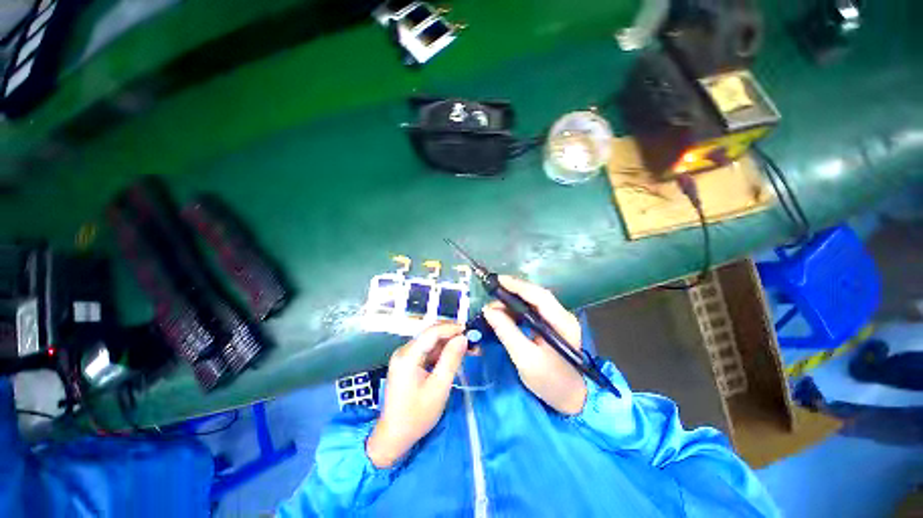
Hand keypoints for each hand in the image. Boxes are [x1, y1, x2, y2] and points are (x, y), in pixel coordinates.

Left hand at [366, 324, 467, 467]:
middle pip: (431, 335)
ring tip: (469, 349)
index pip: (432, 332)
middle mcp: (404, 351)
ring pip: (431, 342)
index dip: (452, 328)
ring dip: (450, 344)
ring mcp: (405, 356)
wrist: (394, 436)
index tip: (470, 331)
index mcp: (408, 356)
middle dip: (453, 335)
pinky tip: (455, 356)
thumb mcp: (439, 388)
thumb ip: (451, 360)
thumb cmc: (417, 415)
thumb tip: (462, 338)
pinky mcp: (408, 363)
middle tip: (473, 341)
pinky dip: (442, 352)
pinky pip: (428, 351)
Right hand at [482, 276, 587, 414]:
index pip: (539, 296)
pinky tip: (506, 313)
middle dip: (513, 291)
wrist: (572, 399)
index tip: (497, 281)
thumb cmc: (550, 382)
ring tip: (495, 305)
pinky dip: (517, 309)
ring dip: (514, 301)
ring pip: (533, 302)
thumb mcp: (525, 359)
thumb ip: (507, 332)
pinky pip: (533, 311)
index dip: (518, 286)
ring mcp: (559, 320)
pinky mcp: (552, 325)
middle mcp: (563, 316)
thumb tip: (489, 310)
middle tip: (492, 294)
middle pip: (537, 295)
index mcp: (562, 323)